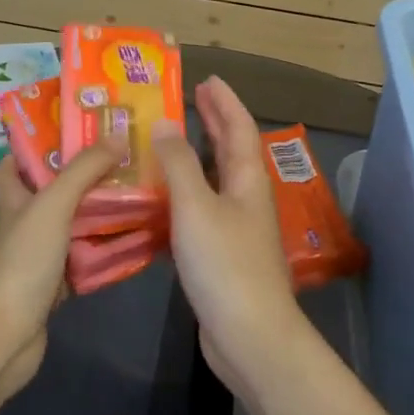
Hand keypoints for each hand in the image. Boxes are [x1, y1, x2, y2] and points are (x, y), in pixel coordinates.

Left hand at [0, 133, 126, 405]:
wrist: (5, 335)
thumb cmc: (23, 261)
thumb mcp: (53, 205)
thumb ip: (84, 170)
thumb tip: (117, 135)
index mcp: (13, 201)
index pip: (10, 167)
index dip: (30, 149)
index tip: (66, 134)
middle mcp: (22, 226)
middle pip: (47, 195)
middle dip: (77, 180)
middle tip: (116, 163)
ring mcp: (36, 259)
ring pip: (68, 228)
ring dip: (94, 216)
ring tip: (131, 196)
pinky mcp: (52, 288)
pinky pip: (80, 262)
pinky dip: (100, 253)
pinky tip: (129, 243)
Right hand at [153, 76, 306, 396]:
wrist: (249, 335)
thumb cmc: (224, 263)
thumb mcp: (196, 206)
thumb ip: (178, 164)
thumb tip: (165, 125)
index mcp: (248, 180)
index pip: (239, 128)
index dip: (225, 102)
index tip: (208, 79)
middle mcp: (247, 198)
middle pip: (232, 150)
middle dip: (215, 122)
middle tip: (194, 98)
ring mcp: (238, 227)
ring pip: (218, 178)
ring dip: (199, 155)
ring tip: (173, 139)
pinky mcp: (223, 253)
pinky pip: (204, 207)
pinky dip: (187, 191)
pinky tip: (164, 196)